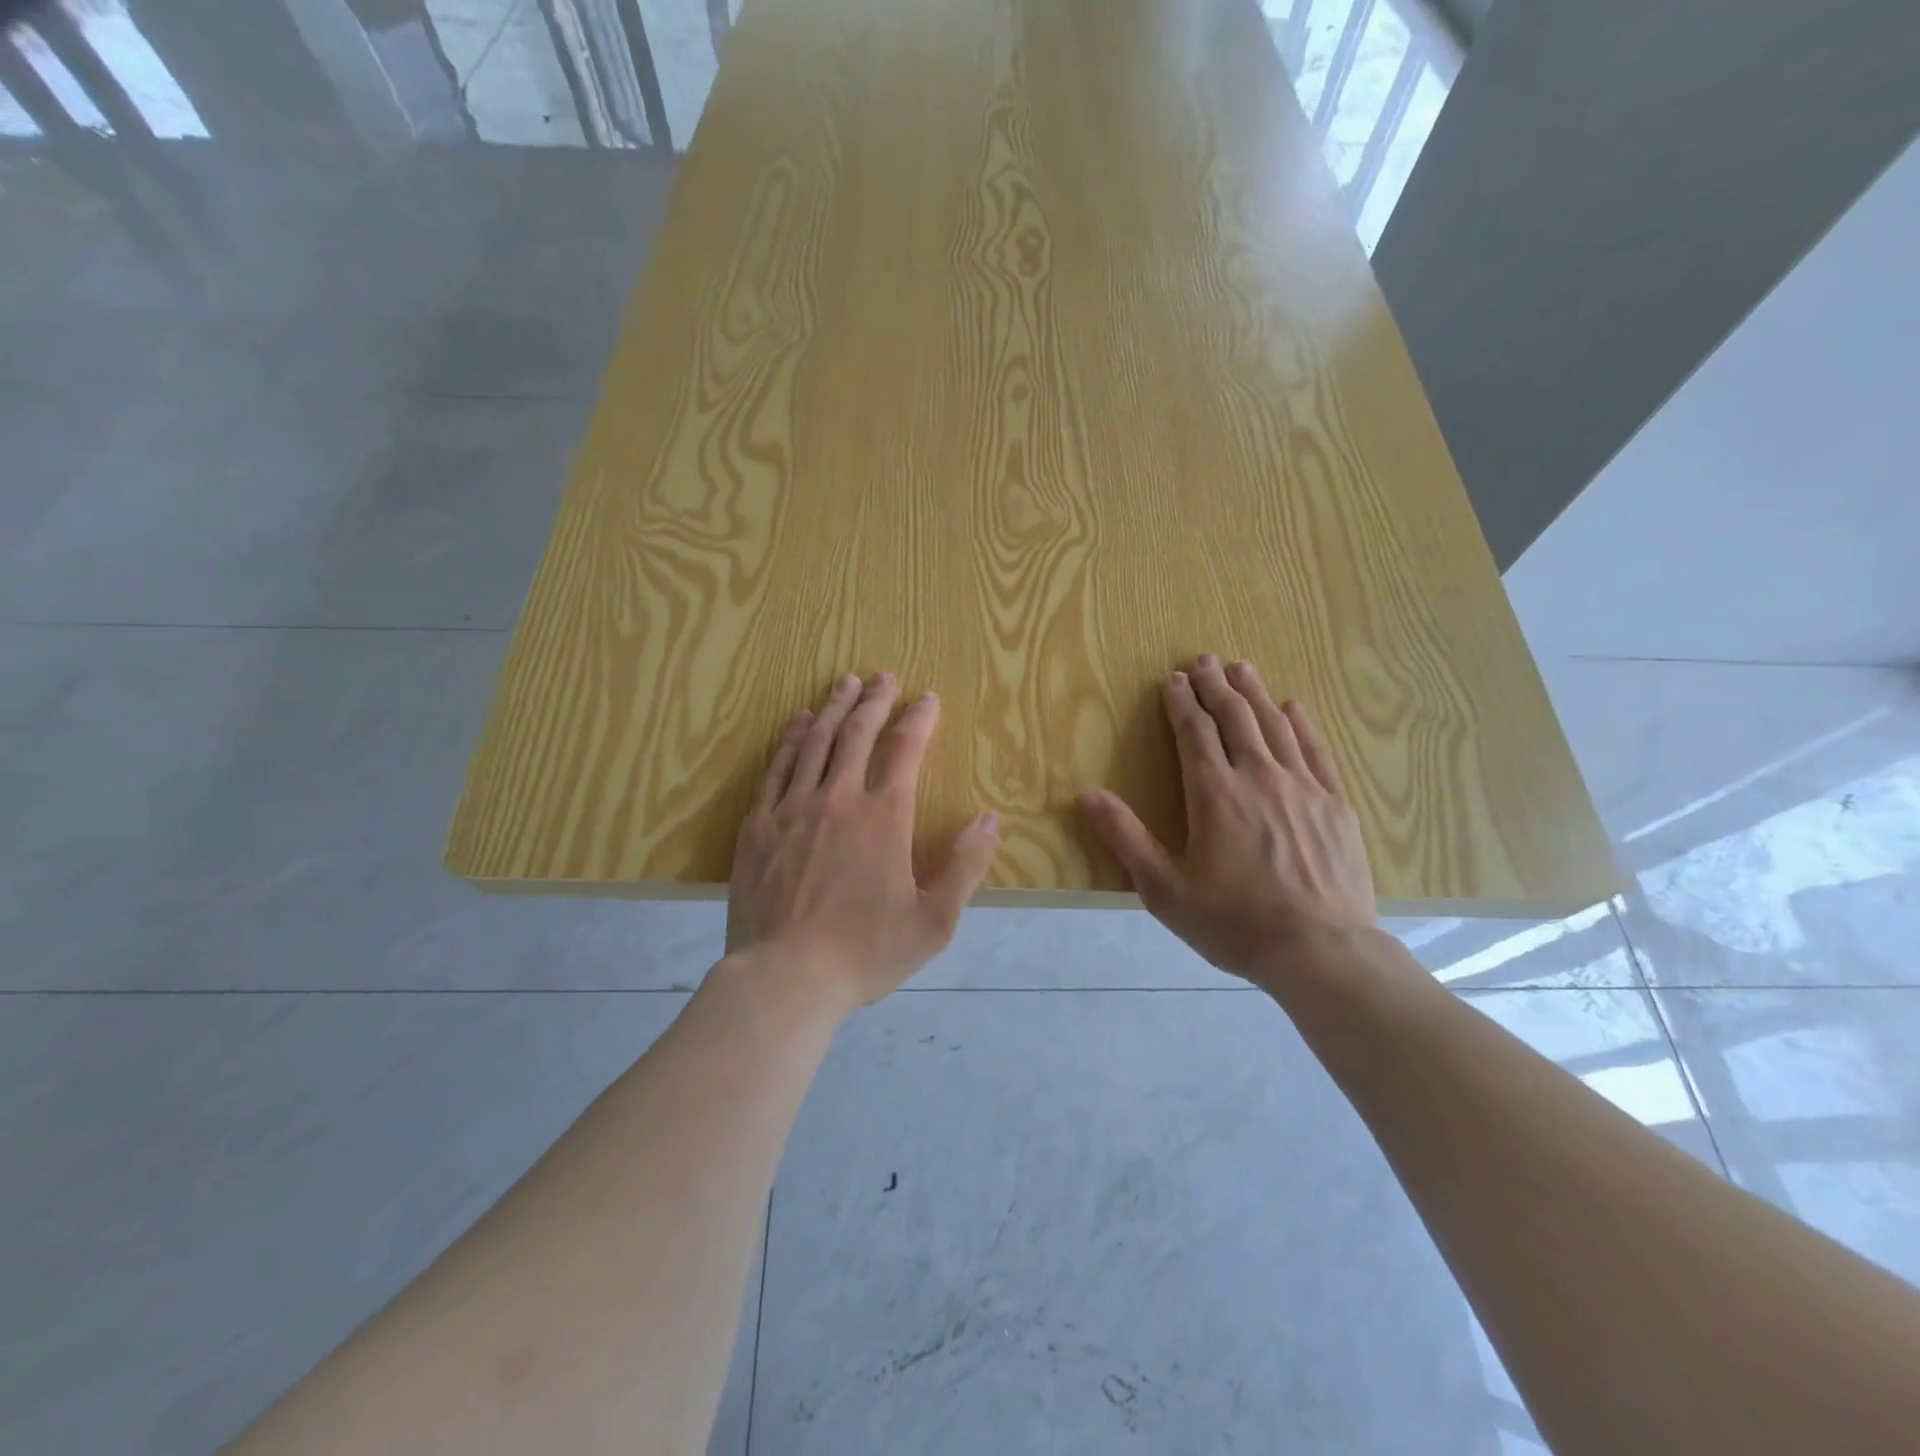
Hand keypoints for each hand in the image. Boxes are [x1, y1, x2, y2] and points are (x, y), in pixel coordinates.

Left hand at [728, 672, 999, 1013]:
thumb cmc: (866, 952)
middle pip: (858, 733)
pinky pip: (777, 768)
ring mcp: (793, 809)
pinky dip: (791, 740)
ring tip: (844, 683)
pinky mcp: (759, 826)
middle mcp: (839, 799)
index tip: (927, 697)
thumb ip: (965, 866)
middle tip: (882, 677)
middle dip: (874, 700)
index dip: (919, 718)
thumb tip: (988, 818)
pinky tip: (799, 723)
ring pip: (816, 742)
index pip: (906, 750)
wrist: (785, 978)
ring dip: (834, 708)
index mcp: (885, 817)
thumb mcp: (934, 921)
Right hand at [1076, 655, 1378, 992]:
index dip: (1182, 703)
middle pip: (1235, 718)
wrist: (1322, 952)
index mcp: (1214, 795)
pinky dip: (1301, 724)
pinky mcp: (1335, 804)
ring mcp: (1303, 787)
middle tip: (1205, 660)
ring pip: (1275, 725)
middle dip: (1216, 686)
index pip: (1195, 733)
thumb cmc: (1235, 923)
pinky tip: (1294, 708)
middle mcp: (1258, 777)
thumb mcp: (1165, 889)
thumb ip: (1125, 838)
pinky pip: (1315, 750)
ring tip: (1242, 669)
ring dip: (1255, 693)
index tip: (1173, 680)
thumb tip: (1085, 795)